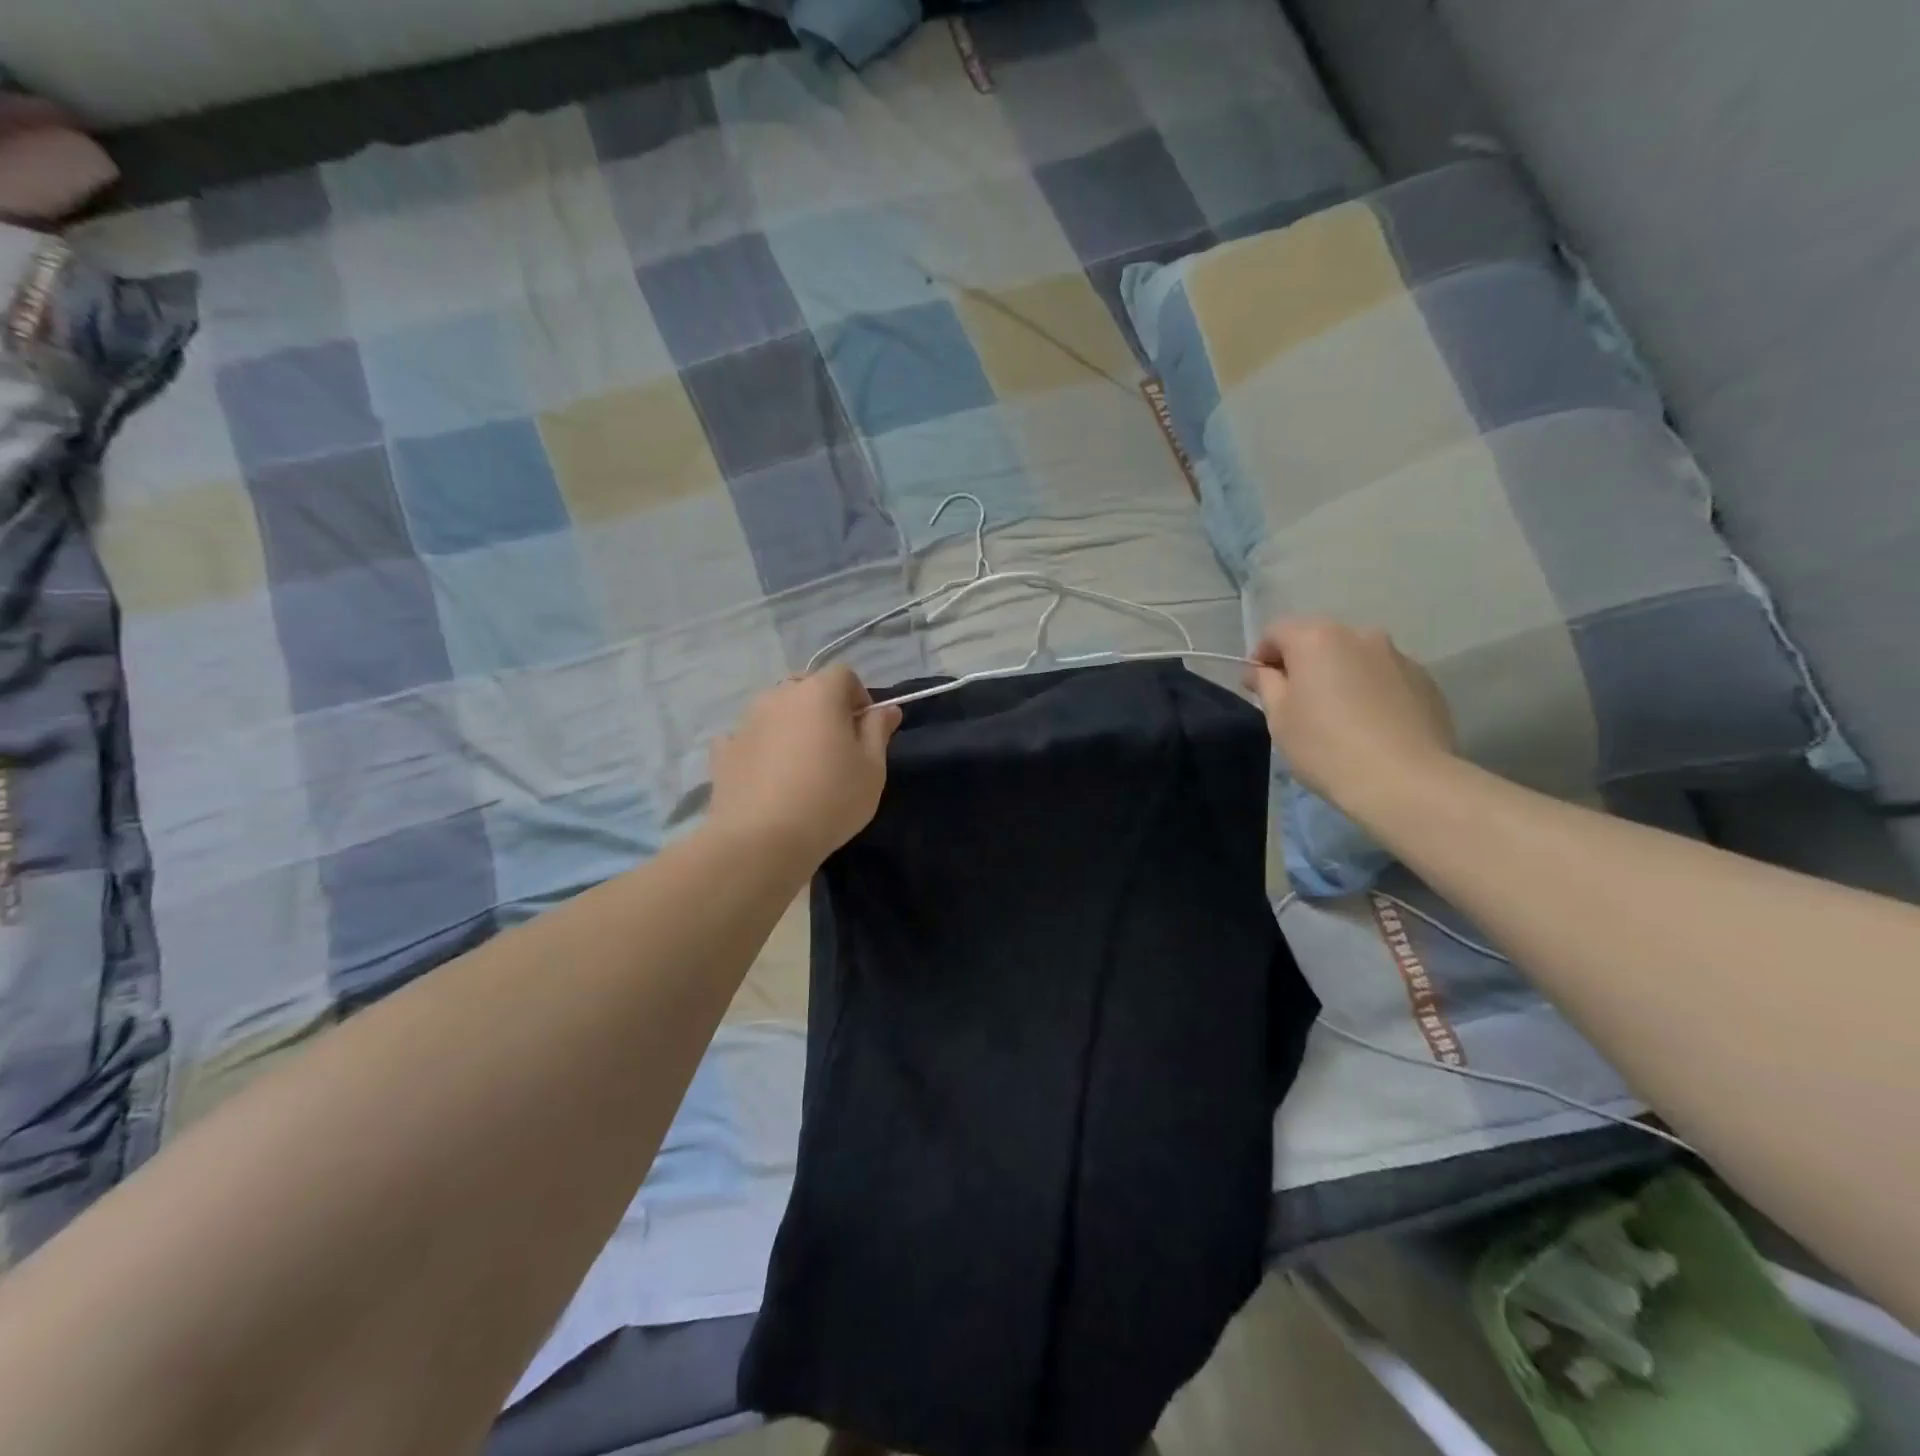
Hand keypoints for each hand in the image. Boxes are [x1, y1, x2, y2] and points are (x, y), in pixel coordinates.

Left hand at [708, 666, 902, 868]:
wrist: (761, 840)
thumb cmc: (830, 799)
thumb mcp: (872, 768)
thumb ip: (878, 730)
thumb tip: (886, 709)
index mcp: (819, 693)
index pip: (843, 674)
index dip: (858, 697)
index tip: (864, 730)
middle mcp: (778, 696)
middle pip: (806, 687)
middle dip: (823, 707)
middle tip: (835, 747)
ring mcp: (745, 721)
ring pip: (775, 710)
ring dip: (790, 725)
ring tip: (800, 765)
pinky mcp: (723, 750)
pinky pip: (747, 737)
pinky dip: (759, 747)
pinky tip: (767, 776)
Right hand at [1246, 618, 1455, 807]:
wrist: (1404, 781)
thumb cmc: (1325, 746)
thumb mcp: (1278, 718)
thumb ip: (1266, 684)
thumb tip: (1261, 670)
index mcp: (1317, 638)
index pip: (1276, 632)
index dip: (1261, 657)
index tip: (1259, 688)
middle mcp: (1360, 635)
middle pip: (1318, 640)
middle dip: (1302, 664)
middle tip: (1296, 703)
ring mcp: (1398, 656)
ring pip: (1355, 658)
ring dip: (1339, 676)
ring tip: (1337, 716)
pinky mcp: (1426, 681)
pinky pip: (1384, 677)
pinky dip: (1370, 691)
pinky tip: (1369, 726)